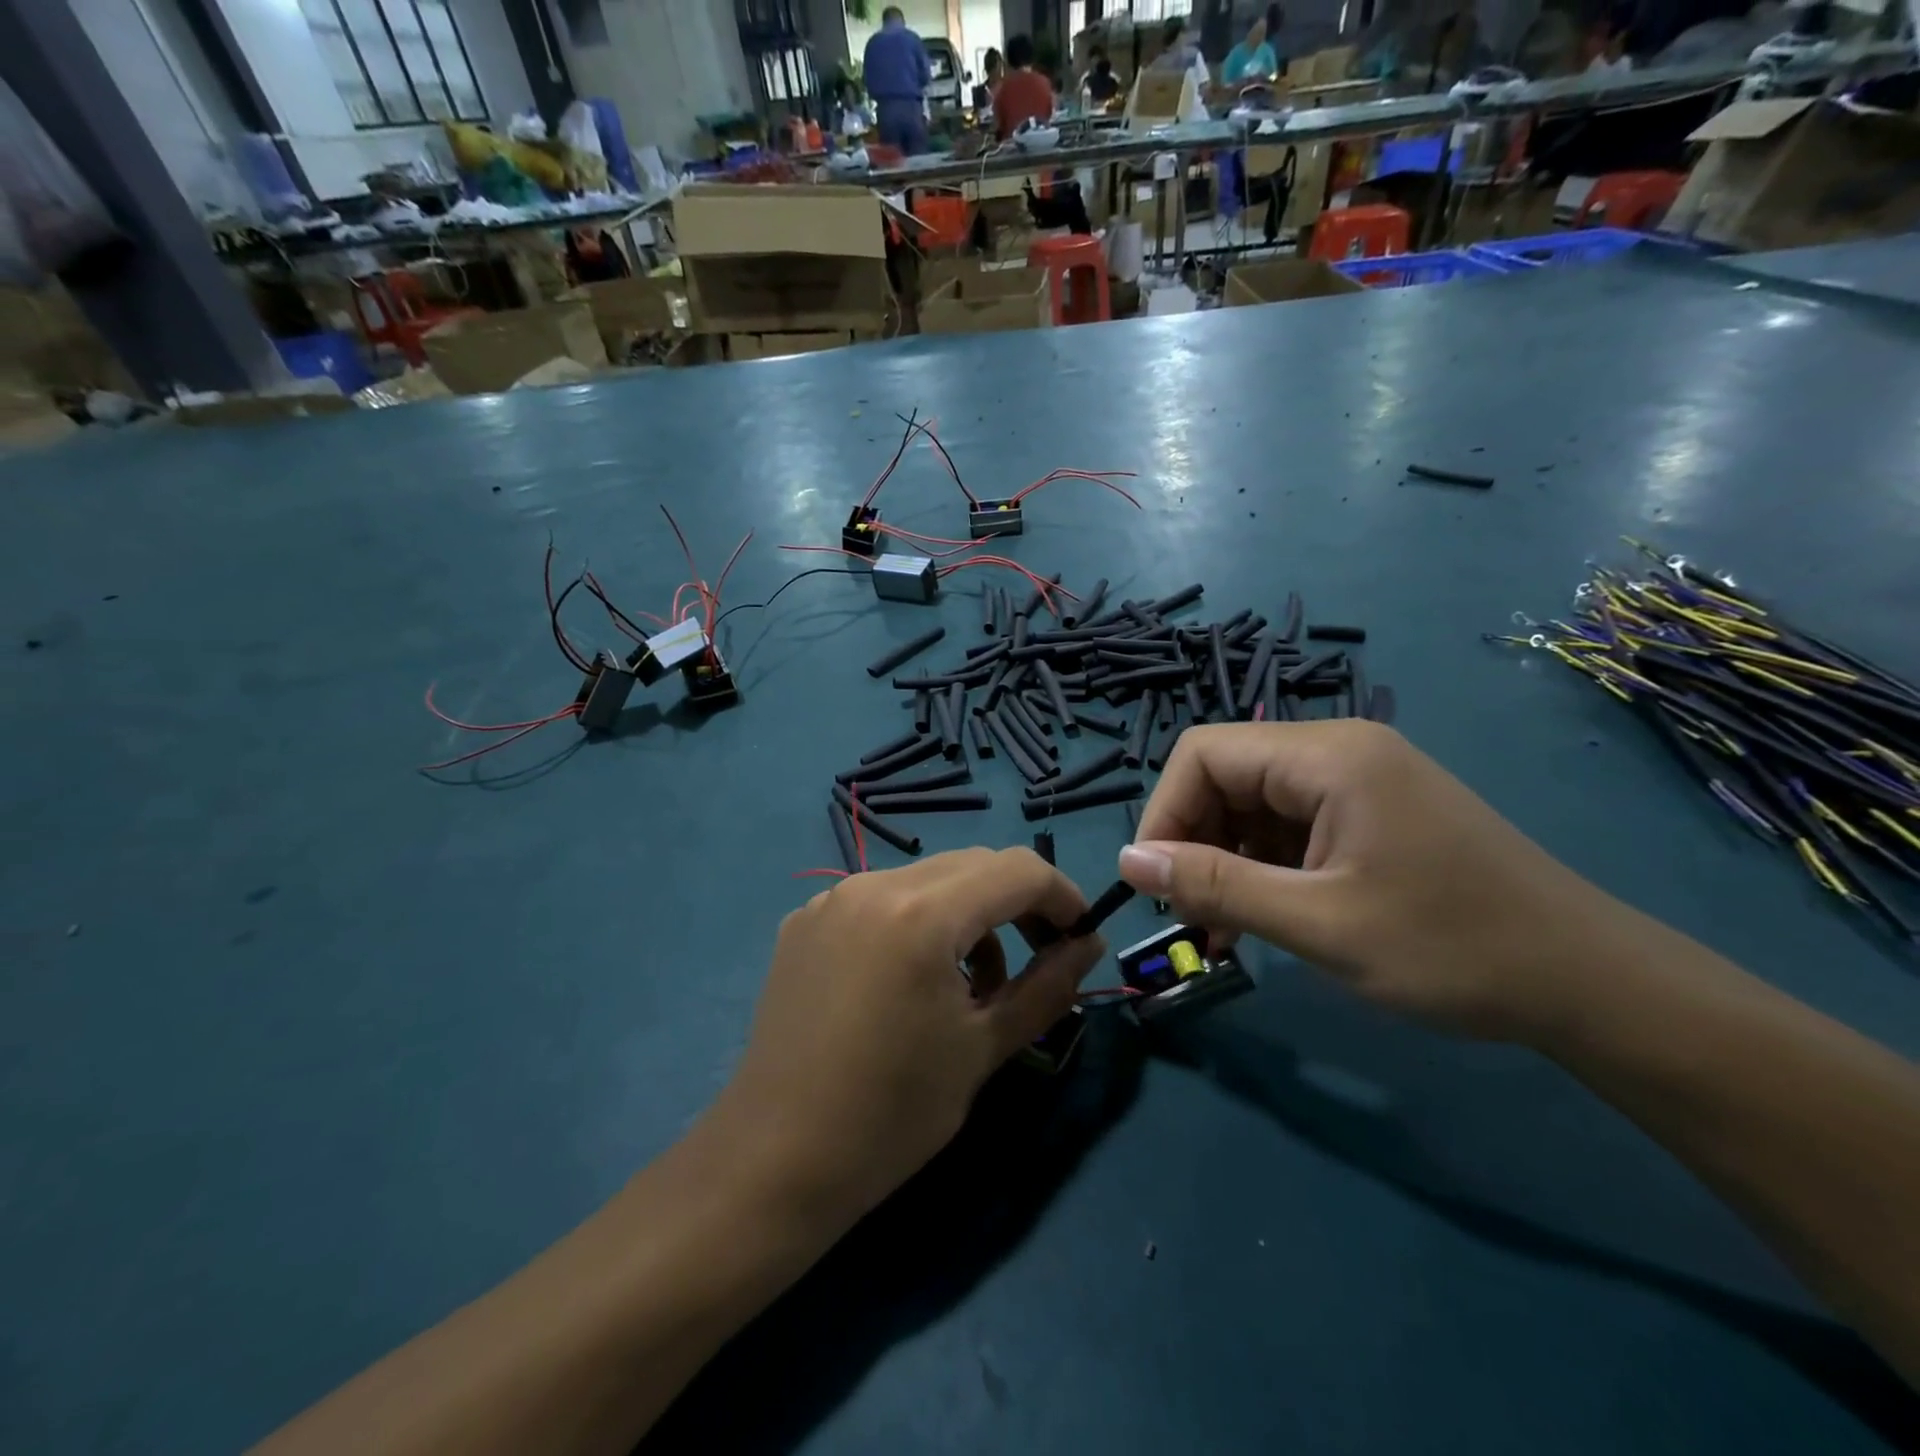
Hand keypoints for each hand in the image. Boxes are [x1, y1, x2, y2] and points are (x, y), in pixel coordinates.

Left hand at [714, 849, 1104, 1226]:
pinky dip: (918, 922)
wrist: (774, 1162)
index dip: (1062, 896)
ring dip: (968, 914)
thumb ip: (1047, 987)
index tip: (1081, 938)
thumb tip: (1087, 946)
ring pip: (927, 880)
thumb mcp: (983, 1048)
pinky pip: (882, 900)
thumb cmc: (891, 1114)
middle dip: (1018, 902)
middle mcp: (873, 885)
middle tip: (1041, 957)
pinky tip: (912, 981)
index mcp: (921, 913)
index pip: (1017, 870)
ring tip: (976, 982)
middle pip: (973, 865)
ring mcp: (831, 899)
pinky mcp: (805, 922)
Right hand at [1116, 721, 1623, 1040]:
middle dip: (1193, 841)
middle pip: (1225, 775)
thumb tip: (1128, 860)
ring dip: (1224, 860)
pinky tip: (1260, 917)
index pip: (1203, 754)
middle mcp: (1337, 750)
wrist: (1591, 984)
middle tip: (1190, 917)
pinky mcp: (1370, 812)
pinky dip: (1261, 866)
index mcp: (1327, 756)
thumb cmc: (1452, 949)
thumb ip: (1215, 886)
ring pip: (1251, 804)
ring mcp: (1357, 780)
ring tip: (1221, 930)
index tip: (1157, 884)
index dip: (1164, 812)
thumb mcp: (1318, 924)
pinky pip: (1288, 825)